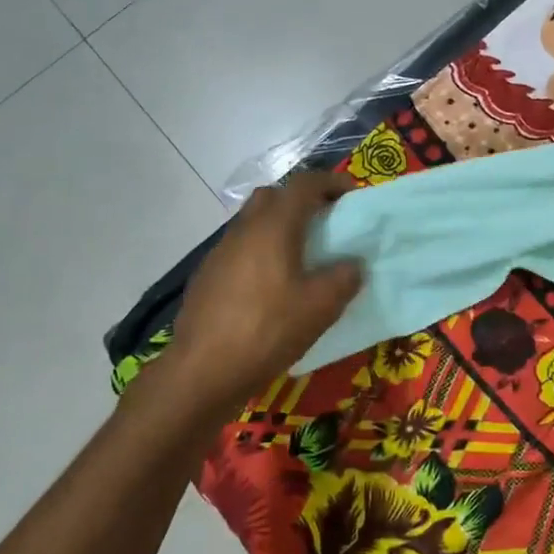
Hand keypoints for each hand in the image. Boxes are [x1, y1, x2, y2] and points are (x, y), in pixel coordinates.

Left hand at [160, 172, 362, 416]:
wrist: (201, 372)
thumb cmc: (267, 331)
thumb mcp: (320, 307)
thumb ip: (344, 278)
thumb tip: (352, 264)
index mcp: (273, 226)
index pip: (304, 184)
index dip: (330, 182)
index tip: (351, 195)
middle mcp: (244, 230)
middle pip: (273, 196)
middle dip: (300, 201)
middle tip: (324, 223)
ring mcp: (220, 253)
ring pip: (253, 223)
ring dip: (278, 228)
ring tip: (301, 258)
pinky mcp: (207, 277)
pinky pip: (240, 250)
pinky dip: (260, 253)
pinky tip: (271, 288)